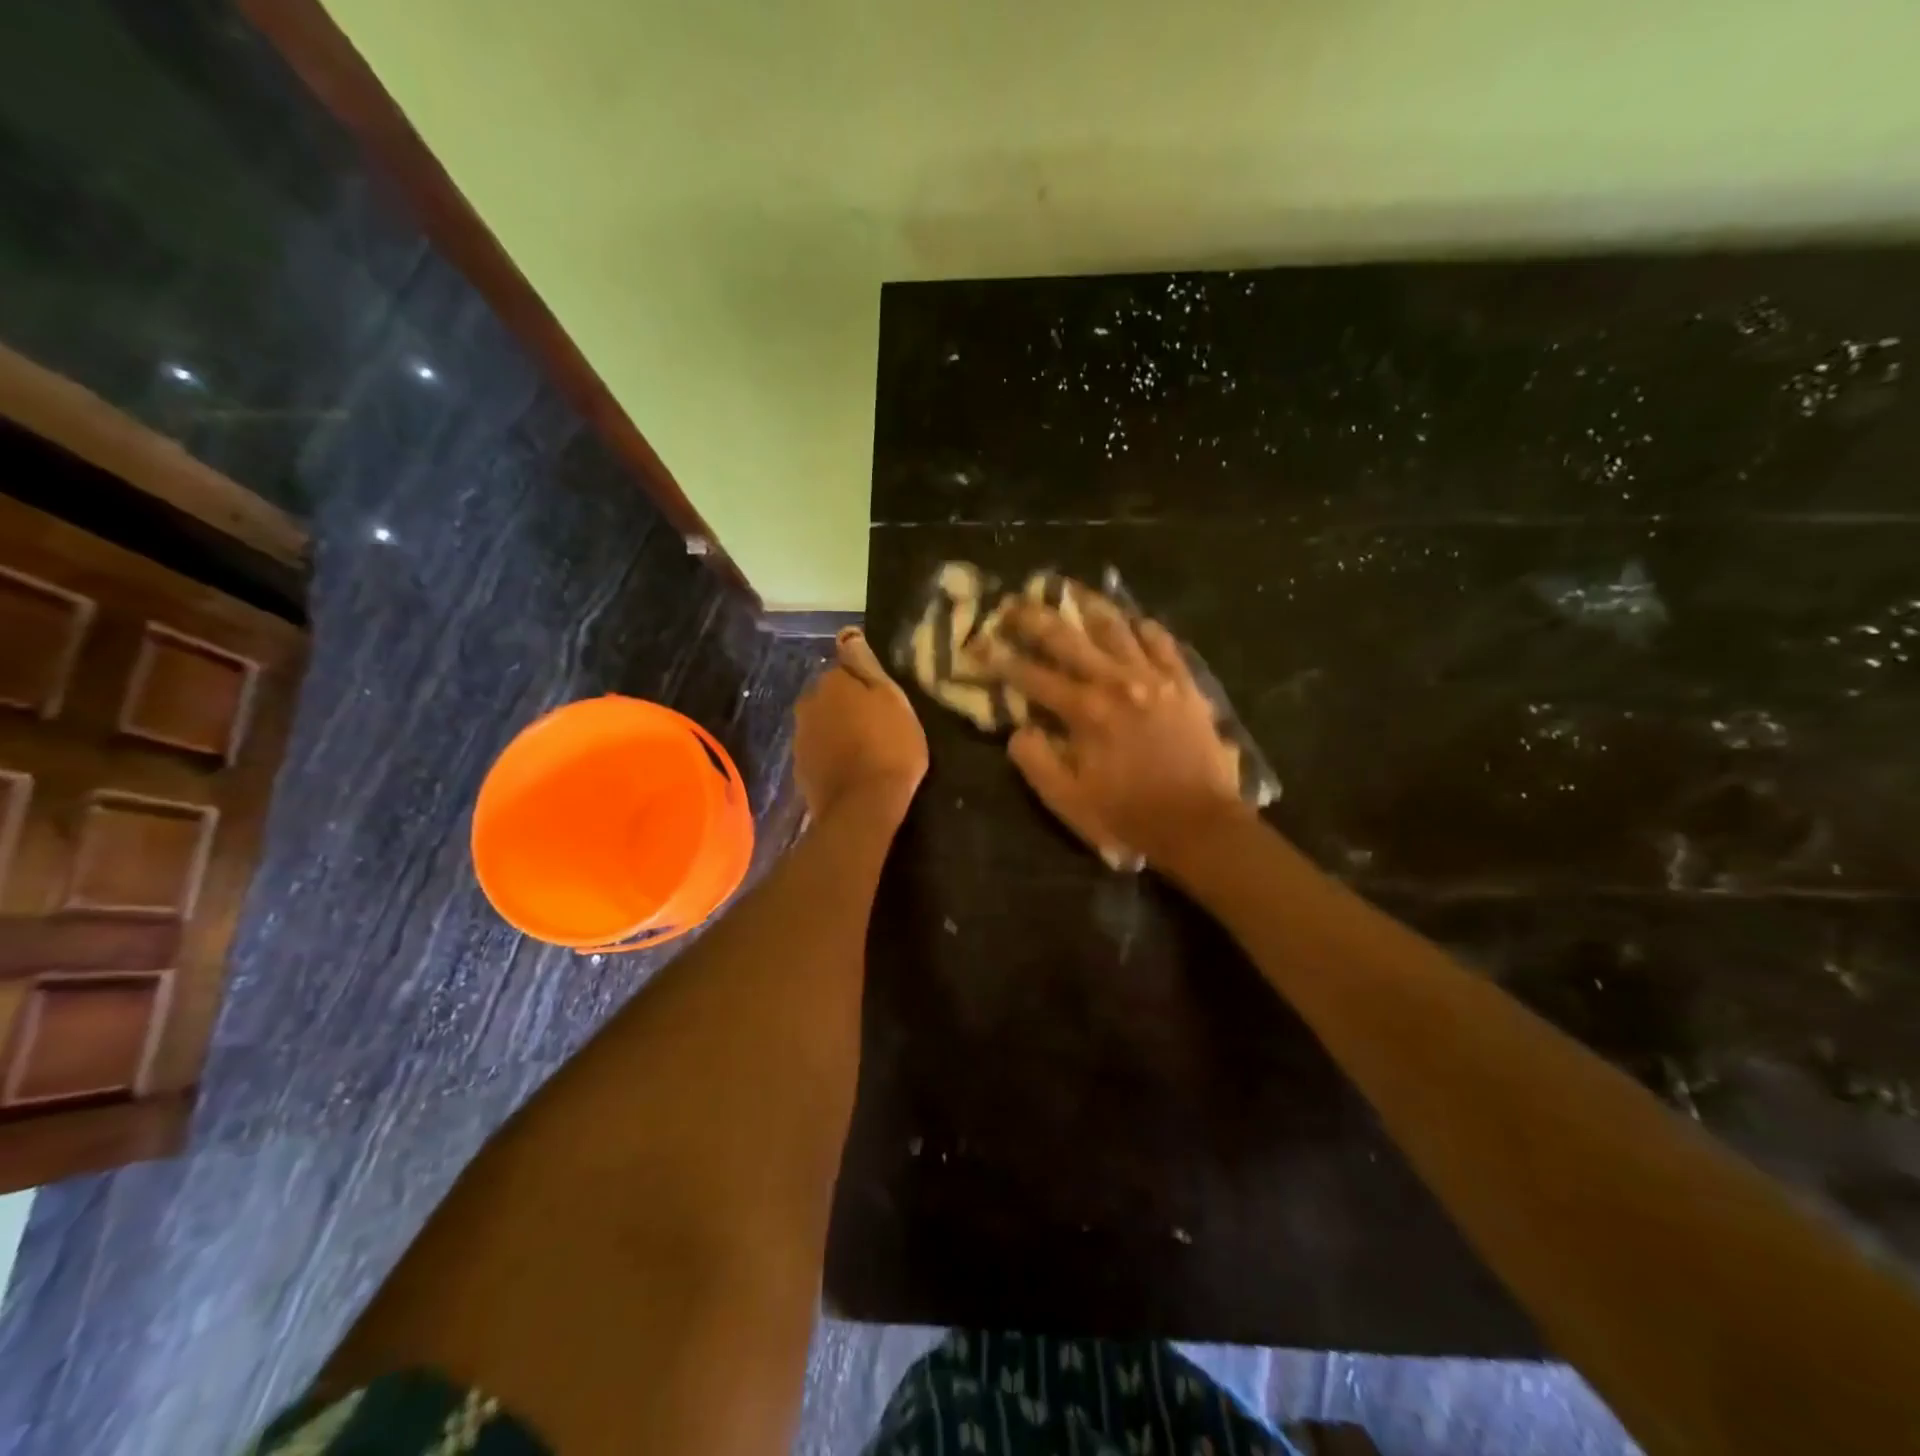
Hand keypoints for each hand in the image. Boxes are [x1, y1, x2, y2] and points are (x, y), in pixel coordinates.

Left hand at [794, 628, 927, 823]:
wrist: (863, 806)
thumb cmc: (889, 747)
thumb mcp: (892, 699)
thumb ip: (866, 665)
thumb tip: (847, 634)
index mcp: (831, 682)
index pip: (847, 669)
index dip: (867, 685)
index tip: (885, 704)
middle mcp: (807, 703)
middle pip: (831, 697)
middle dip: (849, 707)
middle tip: (879, 728)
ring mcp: (800, 737)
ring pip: (823, 724)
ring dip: (840, 731)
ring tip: (867, 751)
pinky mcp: (800, 768)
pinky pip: (820, 751)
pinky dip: (833, 755)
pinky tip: (852, 769)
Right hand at [995, 592, 1248, 865]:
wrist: (1199, 823)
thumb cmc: (1127, 815)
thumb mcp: (1068, 800)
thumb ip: (1035, 761)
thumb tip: (1019, 729)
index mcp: (1085, 711)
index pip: (1031, 675)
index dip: (998, 659)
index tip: (976, 644)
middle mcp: (1117, 681)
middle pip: (1068, 638)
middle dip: (1034, 618)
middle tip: (1012, 602)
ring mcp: (1155, 677)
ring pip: (1117, 627)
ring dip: (1088, 606)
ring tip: (1070, 590)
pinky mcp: (1184, 683)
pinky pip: (1161, 641)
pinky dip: (1143, 627)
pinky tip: (1132, 621)